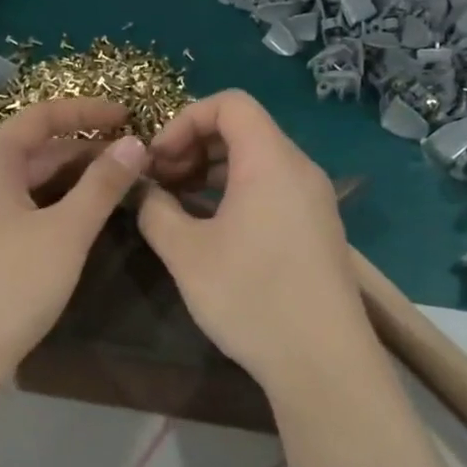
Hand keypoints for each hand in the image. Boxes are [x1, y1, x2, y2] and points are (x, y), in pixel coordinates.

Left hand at [0, 98, 148, 379]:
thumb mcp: (67, 230)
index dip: (89, 112)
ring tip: (124, 187)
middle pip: (41, 148)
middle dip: (90, 151)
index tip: (131, 116)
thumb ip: (103, 184)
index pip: (45, 116)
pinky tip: (91, 218)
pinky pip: (30, 207)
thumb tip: (135, 143)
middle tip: (138, 161)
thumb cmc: (11, 282)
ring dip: (79, 180)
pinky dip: (62, 205)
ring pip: (37, 181)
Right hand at [138, 90, 370, 386]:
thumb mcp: (187, 253)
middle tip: (161, 182)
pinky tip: (211, 228)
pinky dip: (237, 192)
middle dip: (194, 145)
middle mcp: (299, 169)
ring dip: (213, 171)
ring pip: (257, 161)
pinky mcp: (317, 228)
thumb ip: (156, 210)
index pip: (229, 104)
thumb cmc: (251, 297)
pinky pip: (272, 188)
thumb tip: (143, 191)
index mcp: (270, 160)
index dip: (184, 120)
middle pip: (244, 129)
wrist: (323, 362)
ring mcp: (313, 200)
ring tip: (178, 204)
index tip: (157, 159)